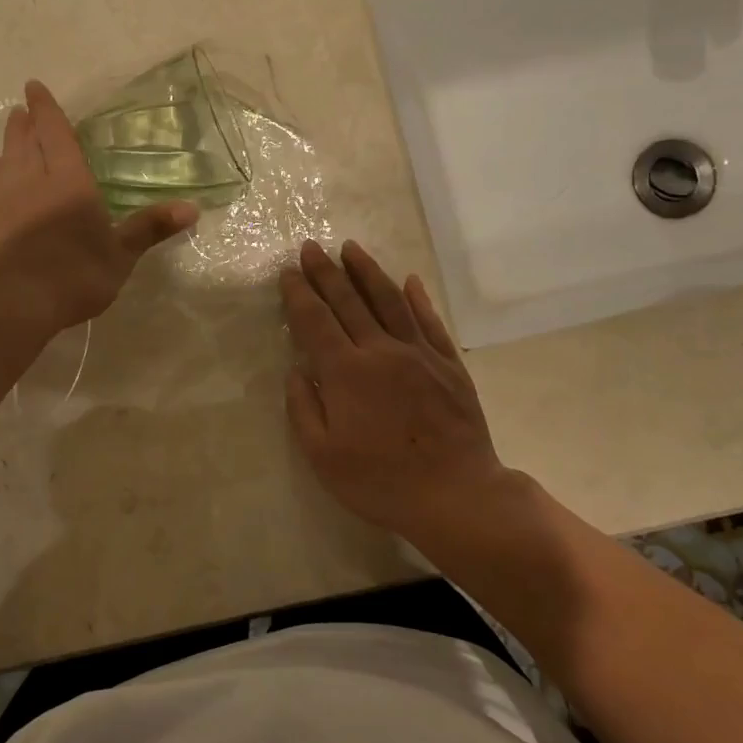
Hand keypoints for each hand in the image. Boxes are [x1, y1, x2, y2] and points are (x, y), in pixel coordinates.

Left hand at [0, 80, 196, 340]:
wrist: (4, 304)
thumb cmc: (71, 278)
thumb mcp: (120, 257)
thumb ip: (149, 228)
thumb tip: (192, 207)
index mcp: (69, 182)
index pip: (56, 134)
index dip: (46, 109)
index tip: (33, 87)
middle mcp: (29, 181)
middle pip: (26, 143)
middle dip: (26, 124)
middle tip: (21, 110)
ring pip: (3, 162)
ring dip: (7, 146)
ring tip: (8, 138)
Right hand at [281, 239, 508, 542]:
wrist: (454, 494)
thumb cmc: (379, 481)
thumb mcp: (322, 456)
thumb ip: (303, 408)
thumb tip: (297, 370)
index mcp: (346, 372)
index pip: (315, 321)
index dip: (299, 294)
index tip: (288, 272)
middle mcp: (380, 351)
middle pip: (349, 301)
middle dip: (326, 272)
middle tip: (311, 247)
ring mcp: (419, 354)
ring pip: (390, 301)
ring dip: (368, 271)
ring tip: (351, 248)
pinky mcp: (449, 365)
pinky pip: (430, 322)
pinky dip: (418, 298)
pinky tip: (409, 281)